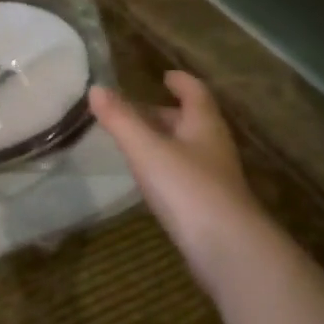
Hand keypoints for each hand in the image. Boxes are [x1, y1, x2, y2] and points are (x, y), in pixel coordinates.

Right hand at [90, 71, 260, 289]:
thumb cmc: (187, 187)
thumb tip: (96, 88)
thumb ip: (120, 119)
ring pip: (188, 148)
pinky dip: (166, 167)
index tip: (165, 76)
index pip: (195, 92)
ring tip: (136, 142)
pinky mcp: (209, 205)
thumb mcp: (147, 149)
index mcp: (204, 124)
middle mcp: (213, 146)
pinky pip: (185, 175)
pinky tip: (150, 179)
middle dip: (165, 113)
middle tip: (135, 110)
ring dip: (165, 141)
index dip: (180, 82)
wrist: (227, 248)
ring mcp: (214, 177)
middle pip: (191, 121)